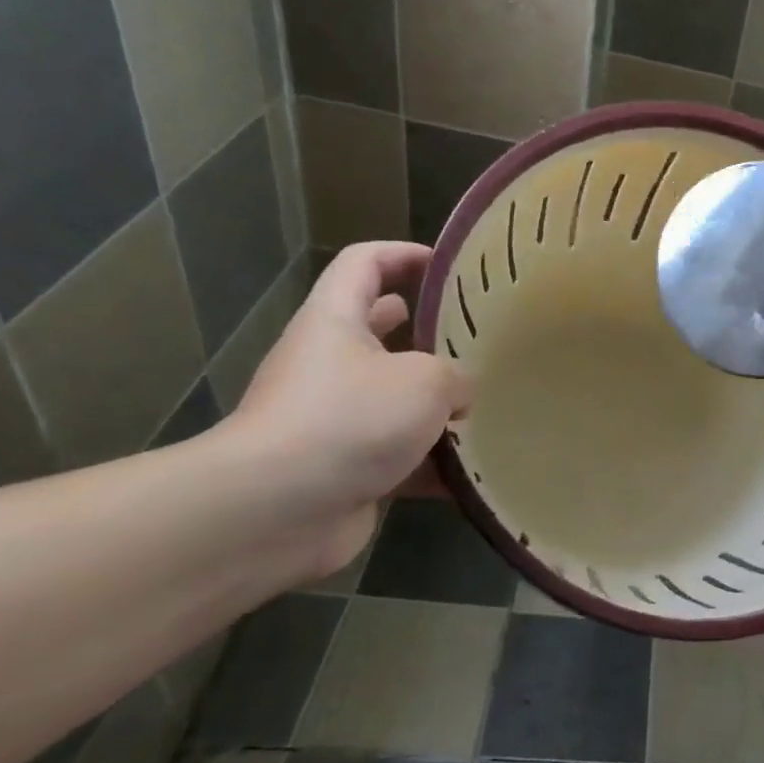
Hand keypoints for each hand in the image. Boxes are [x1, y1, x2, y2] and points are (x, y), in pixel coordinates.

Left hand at [222, 242, 471, 578]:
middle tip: (476, 340)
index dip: (403, 255)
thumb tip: (461, 394)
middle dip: (426, 334)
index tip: (448, 266)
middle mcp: (328, 364)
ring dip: (434, 406)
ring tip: (485, 407)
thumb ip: (456, 376)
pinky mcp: (344, 469)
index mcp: (336, 322)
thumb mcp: (426, 381)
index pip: (364, 264)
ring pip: (393, 400)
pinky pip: (398, 457)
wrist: (278, 508)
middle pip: (379, 333)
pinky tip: (472, 472)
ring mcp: (333, 419)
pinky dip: (431, 463)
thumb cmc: (352, 418)